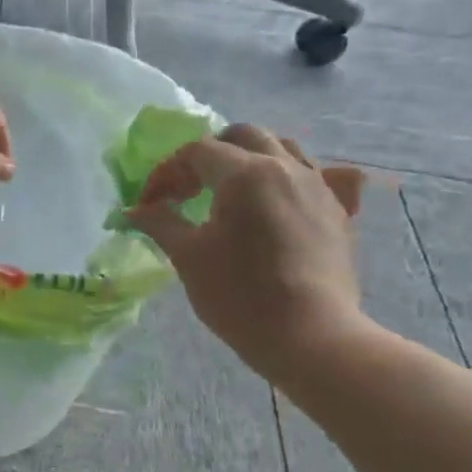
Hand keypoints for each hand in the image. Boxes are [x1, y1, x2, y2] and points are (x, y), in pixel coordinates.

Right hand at [126, 125, 367, 386]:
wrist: (309, 335)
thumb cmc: (238, 294)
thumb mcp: (187, 256)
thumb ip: (159, 222)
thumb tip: (133, 210)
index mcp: (244, 174)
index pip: (196, 152)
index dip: (166, 173)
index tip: (149, 204)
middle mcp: (285, 167)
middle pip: (242, 136)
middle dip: (208, 154)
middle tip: (187, 189)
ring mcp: (318, 187)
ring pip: (283, 147)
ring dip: (250, 158)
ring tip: (231, 190)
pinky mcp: (338, 211)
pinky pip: (321, 175)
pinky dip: (296, 177)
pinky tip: (286, 197)